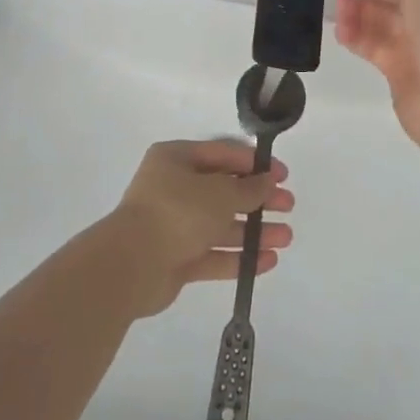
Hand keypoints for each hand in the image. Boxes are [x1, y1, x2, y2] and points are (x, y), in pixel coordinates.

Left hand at [104, 140, 294, 317]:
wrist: (131, 266)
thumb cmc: (177, 212)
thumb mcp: (220, 193)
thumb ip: (248, 189)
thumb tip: (268, 181)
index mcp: (176, 159)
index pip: (222, 154)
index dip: (254, 164)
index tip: (283, 175)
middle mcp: (173, 188)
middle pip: (223, 190)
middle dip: (258, 199)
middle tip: (288, 206)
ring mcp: (174, 225)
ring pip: (220, 224)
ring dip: (253, 231)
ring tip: (286, 238)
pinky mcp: (176, 259)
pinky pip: (212, 254)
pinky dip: (238, 256)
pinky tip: (268, 261)